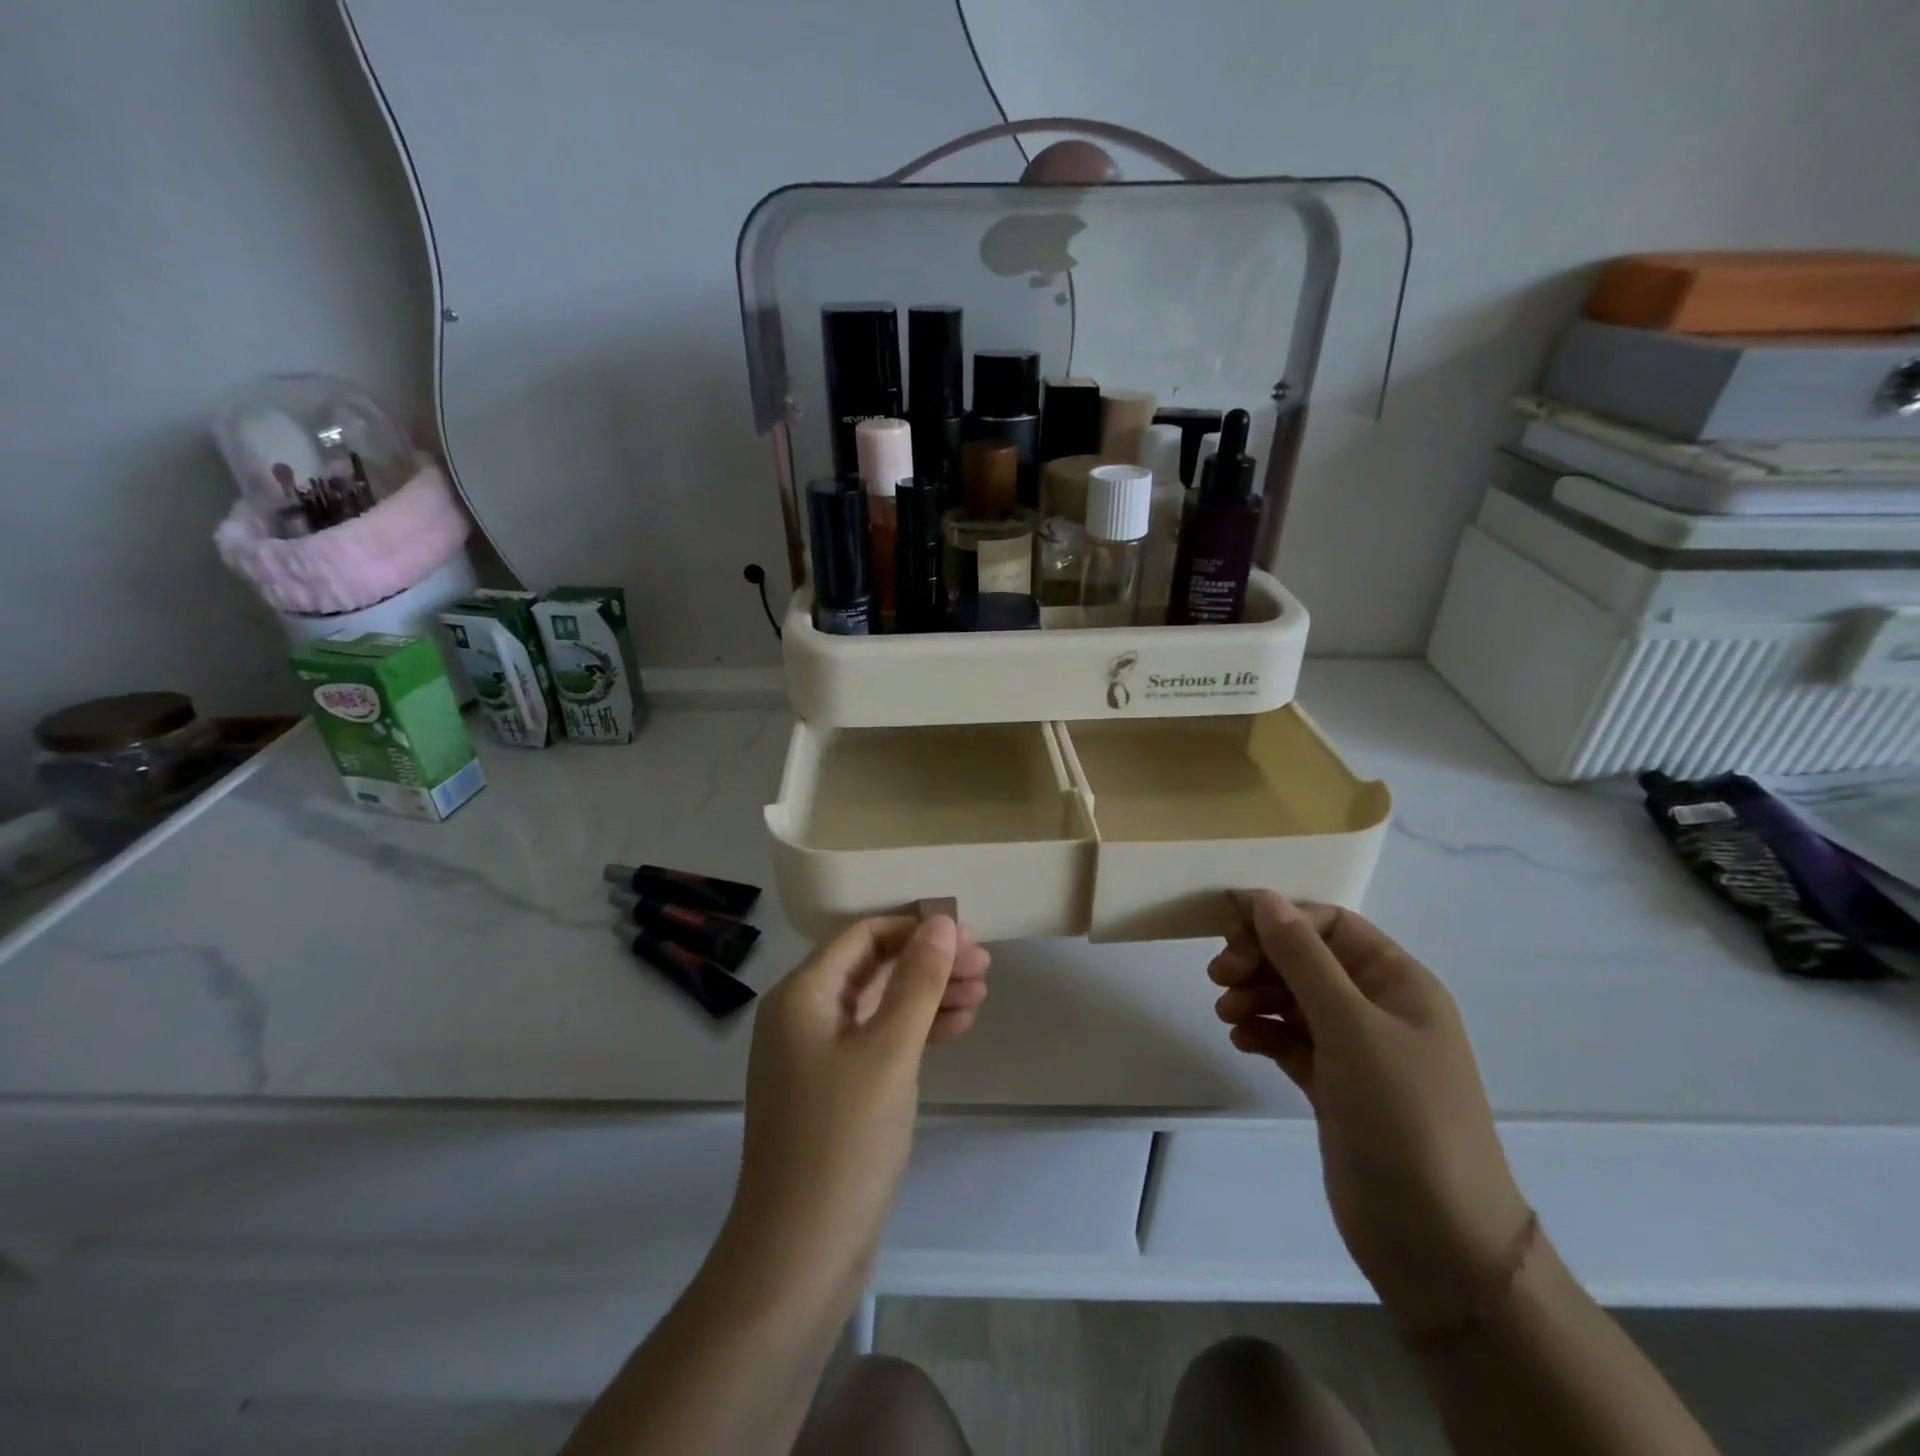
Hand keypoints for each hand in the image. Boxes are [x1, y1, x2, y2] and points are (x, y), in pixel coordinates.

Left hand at [730, 914, 989, 1272]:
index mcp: (802, 994)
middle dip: (928, 963)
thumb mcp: (890, 1050)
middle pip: (872, 968)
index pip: (863, 936)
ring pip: (879, 1005)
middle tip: (984, 967)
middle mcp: (802, 1015)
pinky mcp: (832, 1090)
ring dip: (928, 996)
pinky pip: (877, 1042)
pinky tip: (957, 1027)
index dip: (916, 927)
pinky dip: (915, 1032)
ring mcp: (815, 1055)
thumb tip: (942, 923)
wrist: (799, 1255)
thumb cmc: (844, 1139)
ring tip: (981, 994)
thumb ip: (918, 981)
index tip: (967, 934)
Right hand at [1211, 892, 1530, 1331]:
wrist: (1435, 1240)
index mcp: (1399, 983)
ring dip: (1256, 995)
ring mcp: (1357, 1051)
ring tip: (1225, 1012)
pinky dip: (1262, 1032)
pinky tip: (1240, 1040)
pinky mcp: (1334, 1087)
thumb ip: (1303, 958)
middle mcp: (1379, 1009)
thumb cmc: (1402, 1114)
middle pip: (1308, 960)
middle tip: (1219, 975)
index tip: (1226, 926)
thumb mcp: (1350, 1025)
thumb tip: (1264, 898)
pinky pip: (1290, 1040)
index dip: (1280, 918)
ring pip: (1294, 999)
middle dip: (1261, 959)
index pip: (1332, 926)